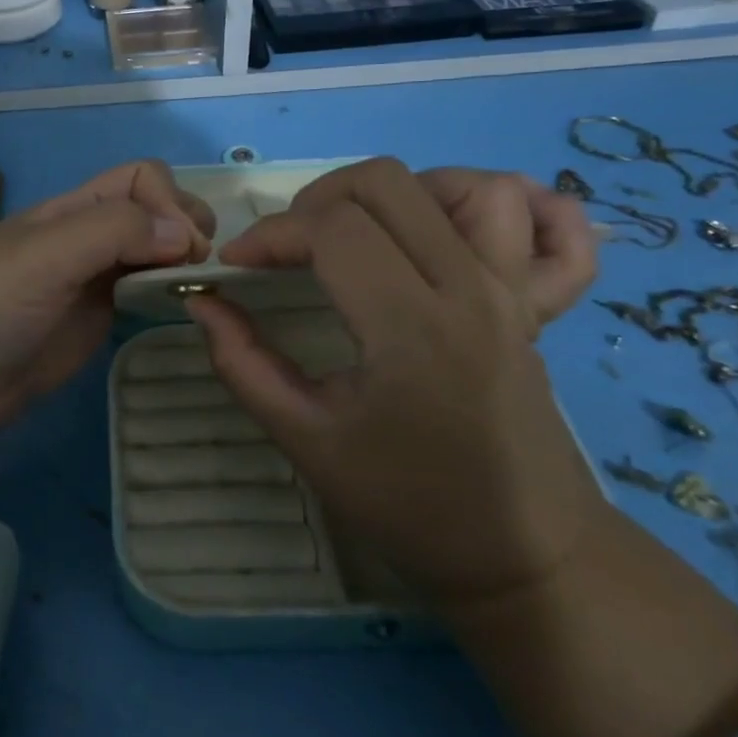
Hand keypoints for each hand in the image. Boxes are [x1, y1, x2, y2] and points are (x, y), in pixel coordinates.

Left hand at [0, 161, 214, 488]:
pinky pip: (147, 289)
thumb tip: (185, 236)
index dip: (168, 203)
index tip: (181, 248)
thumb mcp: (44, 256)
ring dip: (184, 257)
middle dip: (185, 224)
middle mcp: (88, 234)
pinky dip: (172, 288)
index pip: (141, 178)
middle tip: (195, 266)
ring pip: (155, 248)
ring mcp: (96, 277)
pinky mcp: (101, 317)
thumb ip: (112, 232)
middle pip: (154, 208)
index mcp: (71, 208)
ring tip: (197, 284)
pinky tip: (183, 304)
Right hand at [189, 158, 607, 610]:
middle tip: (290, 248)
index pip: (331, 228)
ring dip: (396, 193)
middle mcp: (468, 288)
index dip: (269, 234)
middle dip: (317, 200)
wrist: (526, 555)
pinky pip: (536, 221)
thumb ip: (242, 362)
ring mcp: (511, 289)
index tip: (235, 264)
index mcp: (409, 327)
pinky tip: (446, 228)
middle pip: (386, 182)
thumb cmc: (408, 503)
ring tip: (360, 233)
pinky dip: (488, 203)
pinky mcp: (533, 299)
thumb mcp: (306, 439)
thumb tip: (202, 302)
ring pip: (462, 183)